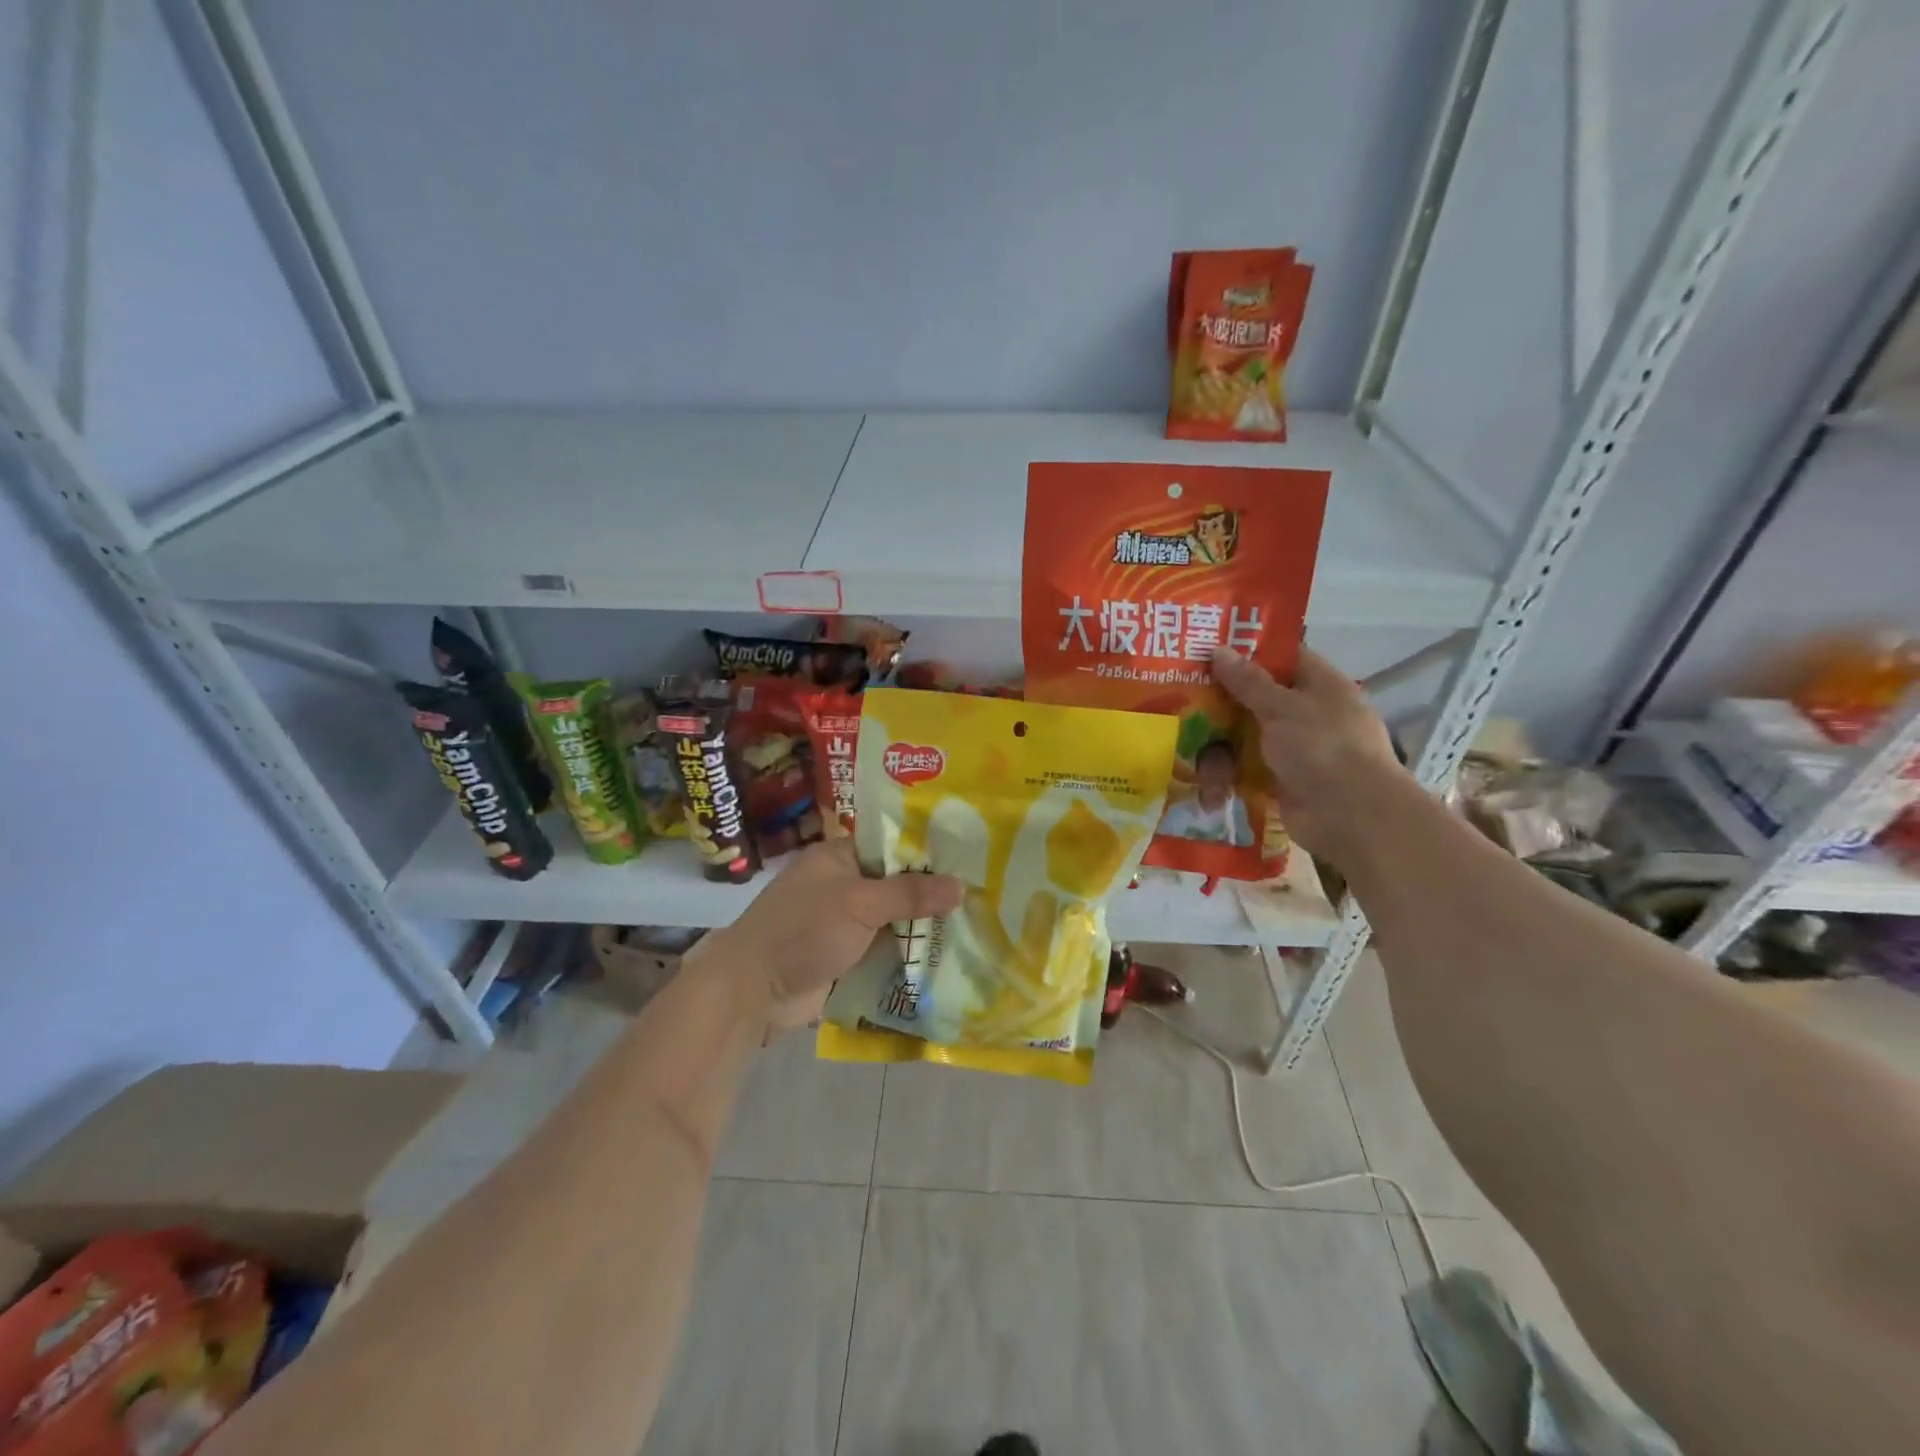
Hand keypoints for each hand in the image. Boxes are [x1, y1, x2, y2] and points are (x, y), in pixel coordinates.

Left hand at [702, 838, 962, 1037]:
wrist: (753, 992)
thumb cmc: (803, 931)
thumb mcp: (859, 904)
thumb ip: (910, 894)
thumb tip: (961, 886)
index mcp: (839, 858)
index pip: (891, 844)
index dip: (927, 851)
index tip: (968, 858)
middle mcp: (842, 885)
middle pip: (896, 884)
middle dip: (931, 893)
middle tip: (981, 895)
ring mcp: (844, 923)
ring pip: (893, 919)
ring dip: (923, 926)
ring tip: (976, 925)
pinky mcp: (846, 956)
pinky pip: (885, 949)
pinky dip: (908, 953)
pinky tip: (947, 956)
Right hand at [1212, 646, 1404, 865]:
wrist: (1352, 817)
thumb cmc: (1323, 748)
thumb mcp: (1282, 707)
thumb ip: (1248, 681)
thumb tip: (1218, 650)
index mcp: (1320, 686)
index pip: (1283, 658)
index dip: (1248, 654)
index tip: (1208, 653)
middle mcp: (1309, 715)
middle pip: (1256, 700)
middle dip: (1221, 705)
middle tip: (1182, 702)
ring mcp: (1296, 751)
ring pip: (1245, 739)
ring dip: (1220, 751)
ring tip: (1197, 763)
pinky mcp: (1282, 782)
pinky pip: (1246, 772)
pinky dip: (1229, 779)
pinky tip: (1210, 789)